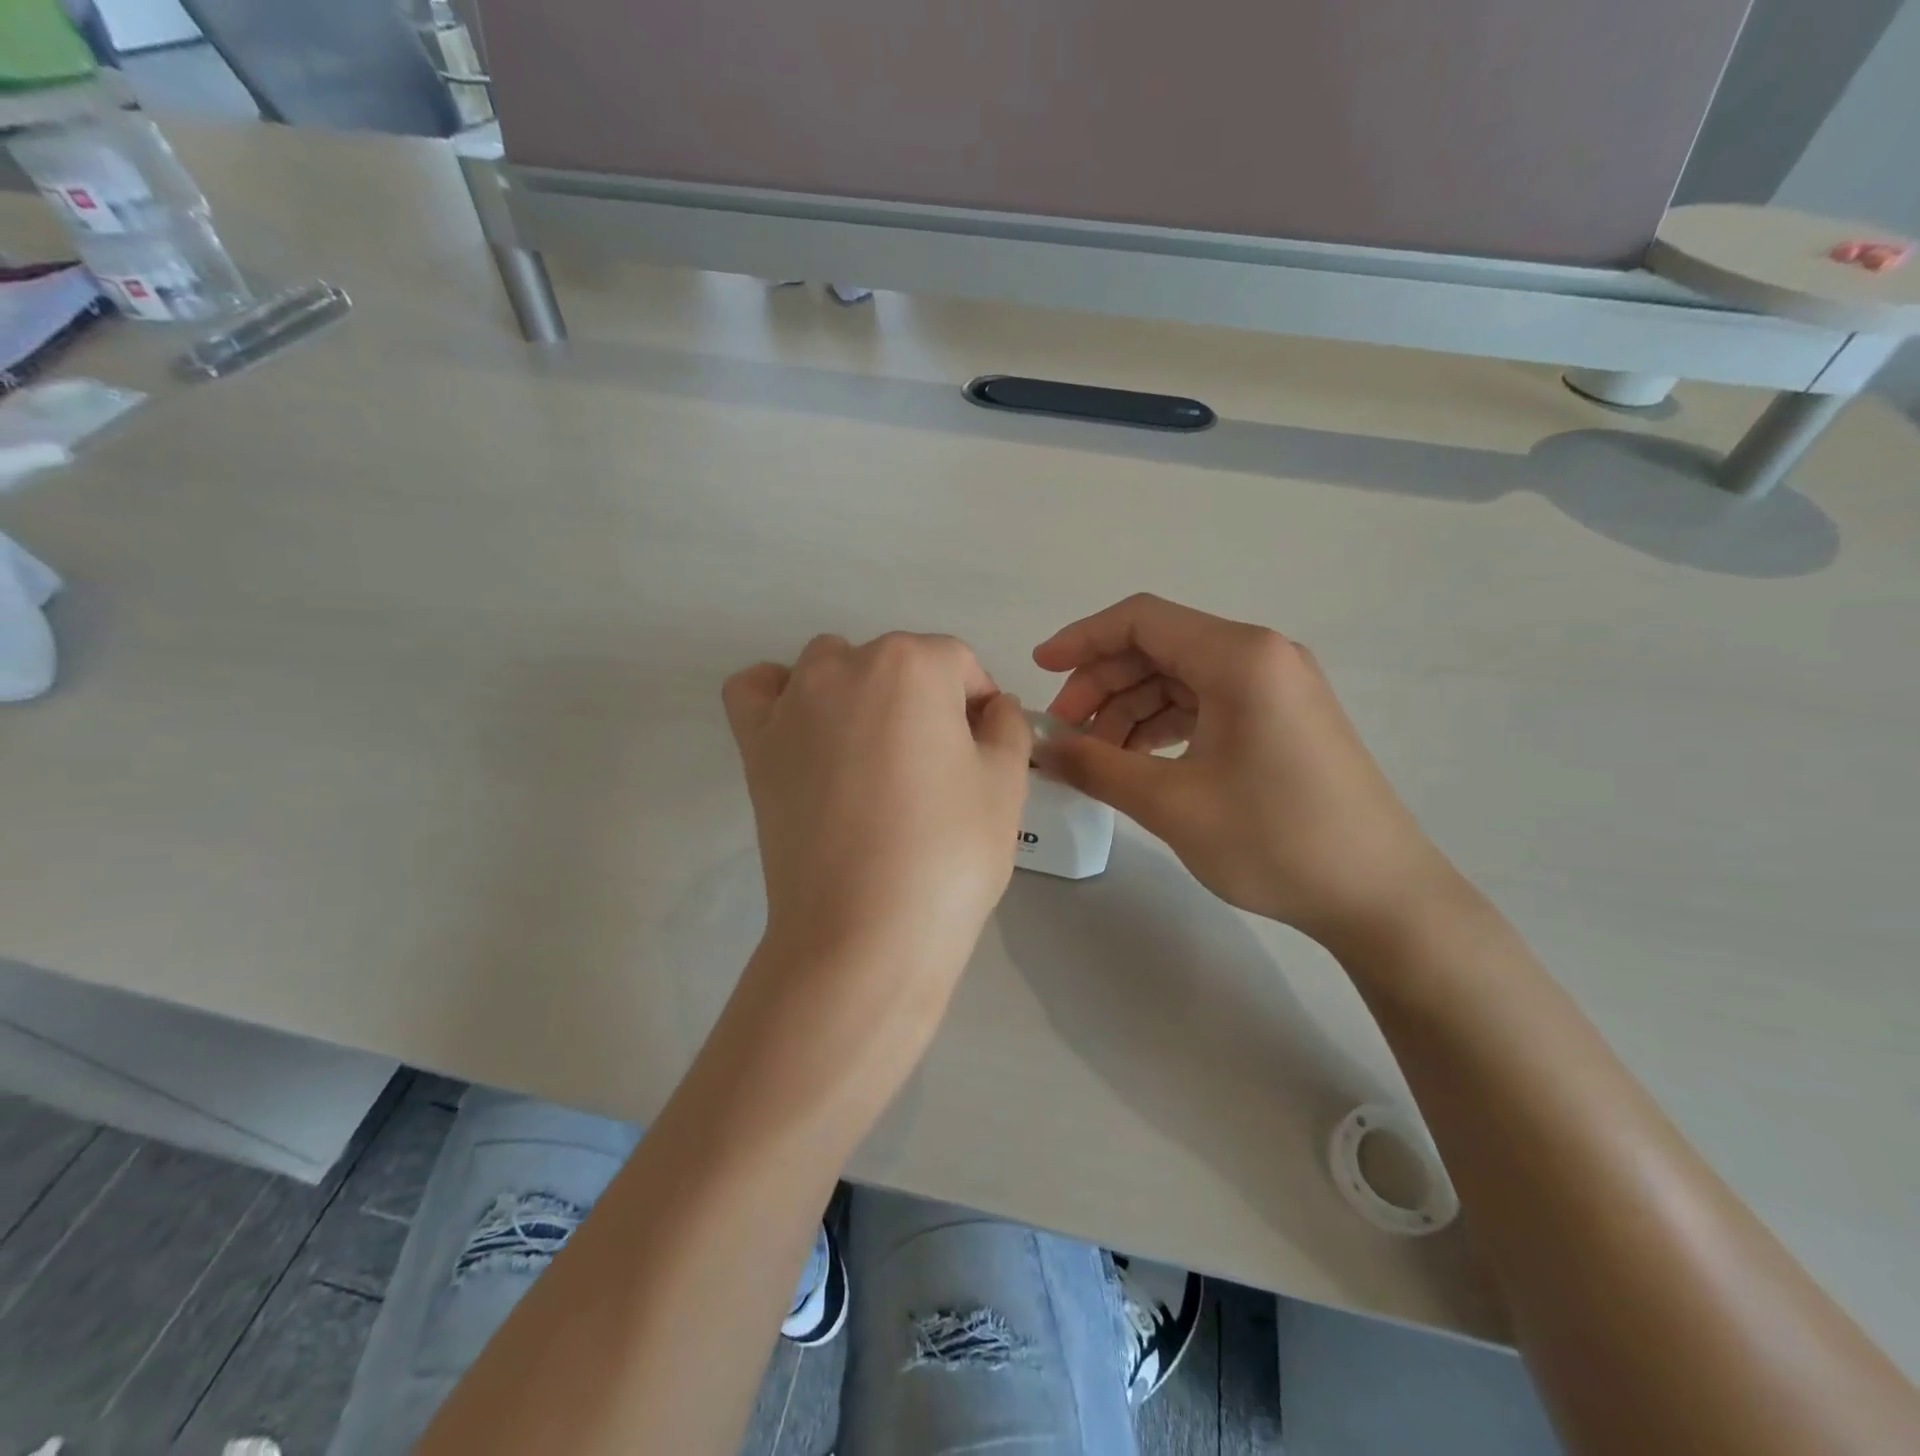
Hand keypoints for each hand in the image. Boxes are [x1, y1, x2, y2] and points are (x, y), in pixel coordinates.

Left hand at [723, 632, 1031, 1021]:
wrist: (863, 933)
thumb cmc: (948, 853)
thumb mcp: (1006, 784)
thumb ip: (1008, 727)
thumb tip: (993, 708)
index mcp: (913, 665)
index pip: (959, 663)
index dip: (979, 704)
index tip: (985, 752)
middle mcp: (845, 665)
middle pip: (898, 663)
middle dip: (926, 701)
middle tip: (938, 768)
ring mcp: (792, 703)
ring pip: (832, 665)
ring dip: (860, 691)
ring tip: (876, 754)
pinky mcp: (755, 745)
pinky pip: (758, 691)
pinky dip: (780, 696)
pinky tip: (805, 729)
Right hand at [1032, 594, 1459, 947]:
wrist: (1380, 896)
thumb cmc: (1275, 840)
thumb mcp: (1171, 803)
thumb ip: (1097, 766)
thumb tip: (1042, 746)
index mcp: (1239, 656)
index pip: (1141, 620)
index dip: (1081, 639)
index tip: (1039, 671)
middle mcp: (1261, 656)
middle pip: (1158, 648)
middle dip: (1102, 685)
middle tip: (1065, 734)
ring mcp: (1276, 687)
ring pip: (1180, 678)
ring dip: (1130, 710)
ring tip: (1097, 758)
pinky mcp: (1281, 718)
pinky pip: (1207, 703)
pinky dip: (1164, 725)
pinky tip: (1139, 762)